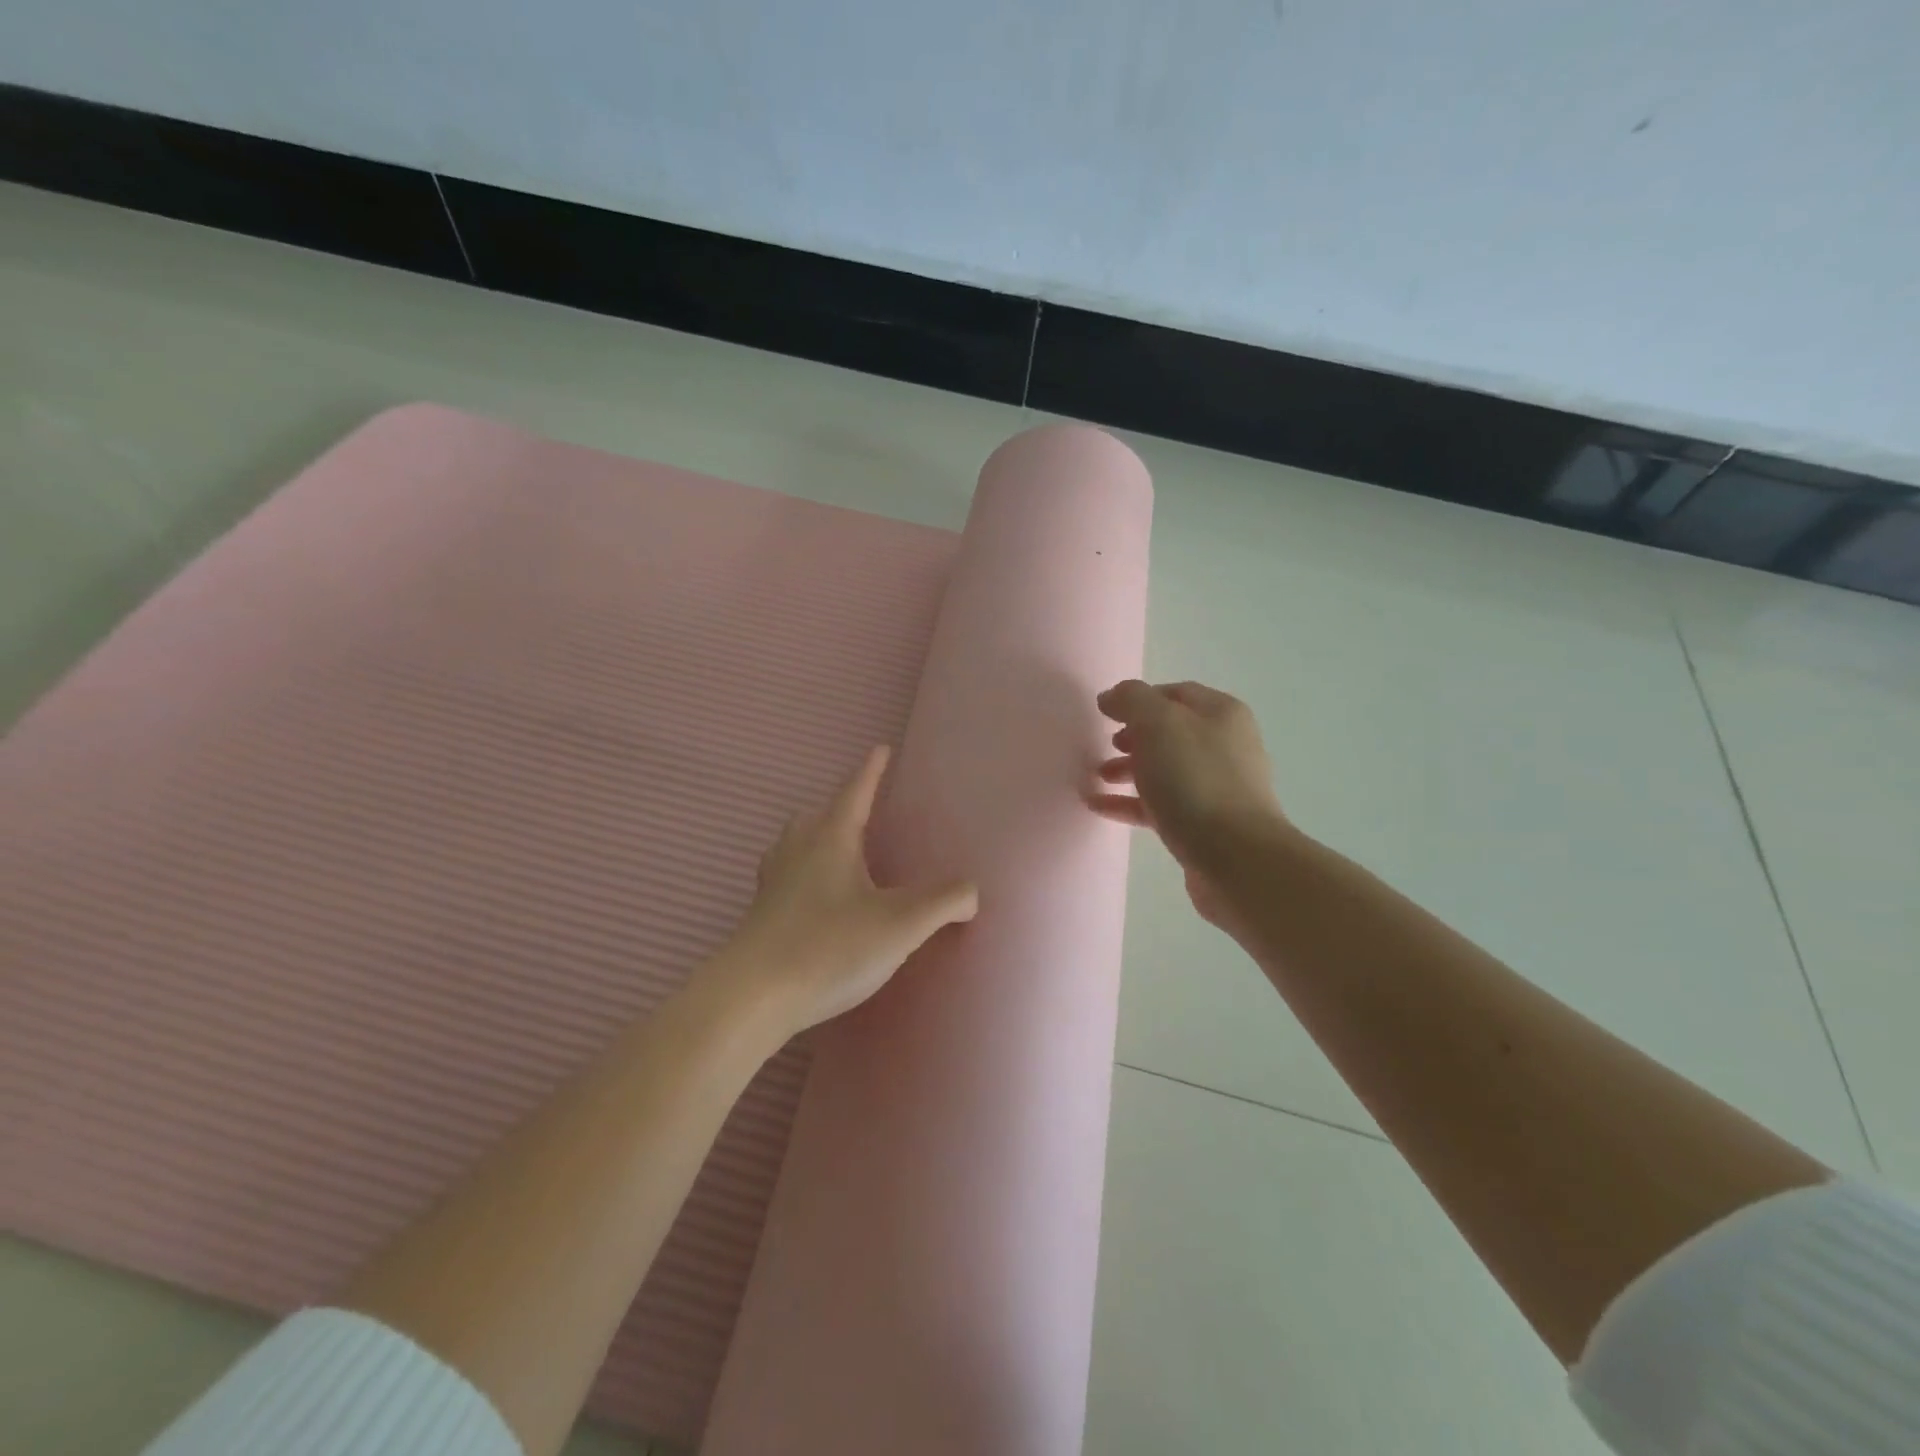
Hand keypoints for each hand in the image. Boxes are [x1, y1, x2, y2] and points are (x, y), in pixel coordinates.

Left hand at [706, 747, 978, 1036]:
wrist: (753, 996)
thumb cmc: (830, 946)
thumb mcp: (901, 924)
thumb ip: (943, 902)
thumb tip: (972, 891)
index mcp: (831, 839)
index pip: (855, 792)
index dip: (871, 771)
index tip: (880, 749)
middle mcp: (797, 850)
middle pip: (818, 814)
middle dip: (842, 806)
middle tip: (864, 811)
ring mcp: (773, 881)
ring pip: (794, 842)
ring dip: (816, 837)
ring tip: (839, 852)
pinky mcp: (759, 913)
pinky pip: (784, 875)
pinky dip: (802, 872)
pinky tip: (816, 899)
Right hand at [1091, 680, 1286, 925]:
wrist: (1235, 857)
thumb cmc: (1196, 780)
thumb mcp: (1158, 724)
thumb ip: (1131, 700)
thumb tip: (1112, 696)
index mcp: (1220, 714)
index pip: (1174, 693)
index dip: (1138, 698)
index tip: (1105, 713)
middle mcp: (1224, 745)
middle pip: (1170, 732)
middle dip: (1133, 736)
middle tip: (1105, 745)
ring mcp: (1217, 787)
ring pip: (1164, 770)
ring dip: (1128, 769)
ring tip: (1097, 777)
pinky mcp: (1204, 824)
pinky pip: (1160, 805)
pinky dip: (1130, 802)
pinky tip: (1098, 806)